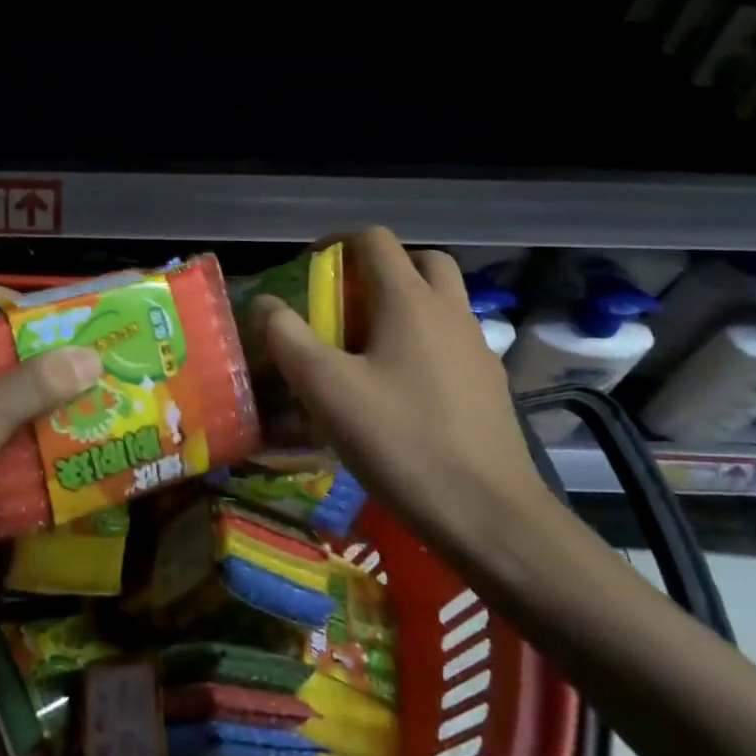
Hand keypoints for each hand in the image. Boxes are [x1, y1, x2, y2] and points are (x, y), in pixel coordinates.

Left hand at [0, 285, 101, 651]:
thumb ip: (27, 387)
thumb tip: (91, 358)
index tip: (44, 311)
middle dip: (43, 364)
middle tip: (94, 363)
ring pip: (10, 418)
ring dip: (50, 415)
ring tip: (101, 409)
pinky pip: (14, 465)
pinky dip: (44, 463)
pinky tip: (81, 464)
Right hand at [253, 229, 557, 560]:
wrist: (490, 515)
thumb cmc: (401, 441)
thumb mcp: (326, 389)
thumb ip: (287, 337)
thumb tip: (265, 304)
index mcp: (410, 301)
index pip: (375, 240)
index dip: (337, 243)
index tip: (310, 269)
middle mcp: (449, 311)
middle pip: (419, 261)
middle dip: (379, 268)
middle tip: (347, 301)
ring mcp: (477, 347)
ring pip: (442, 300)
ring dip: (405, 303)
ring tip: (368, 344)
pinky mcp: (489, 384)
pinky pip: (452, 339)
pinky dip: (425, 340)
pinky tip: (401, 386)